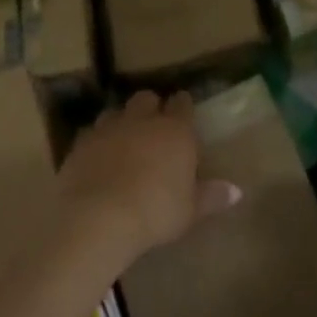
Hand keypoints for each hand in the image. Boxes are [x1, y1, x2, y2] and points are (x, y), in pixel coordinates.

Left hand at [58, 91, 240, 265]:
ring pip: (115, 111)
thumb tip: (236, 191)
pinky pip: (90, 134)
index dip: (183, 106)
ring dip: (121, 121)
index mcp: (174, 131)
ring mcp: (107, 129)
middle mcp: (141, 121)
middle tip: (153, 125)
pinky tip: (97, 157)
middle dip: (150, 107)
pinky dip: (96, 142)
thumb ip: (210, 196)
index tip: (184, 110)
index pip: (182, 104)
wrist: (98, 217)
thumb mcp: (189, 210)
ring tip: (123, 139)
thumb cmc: (155, 212)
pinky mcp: (80, 144)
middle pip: (146, 99)